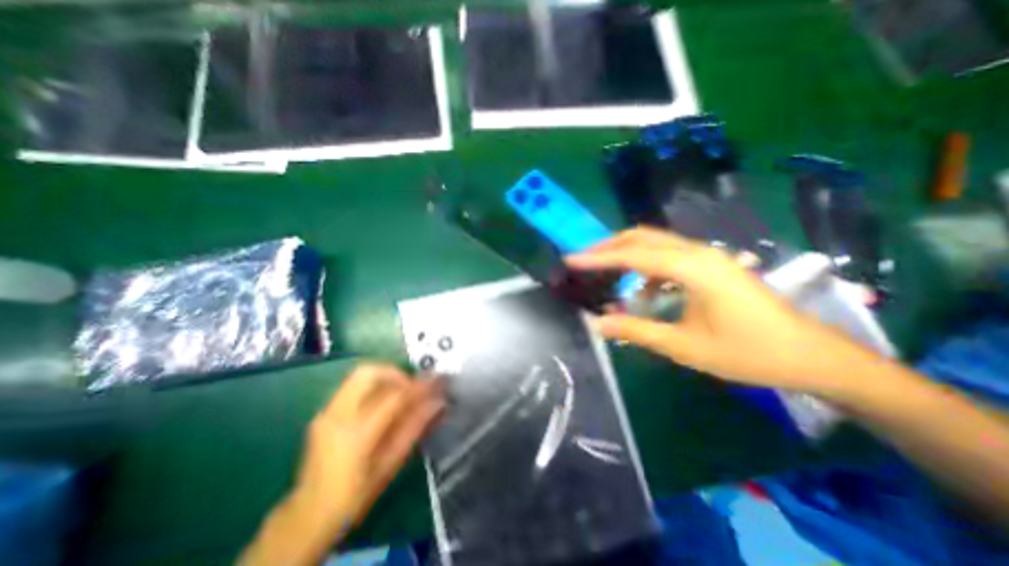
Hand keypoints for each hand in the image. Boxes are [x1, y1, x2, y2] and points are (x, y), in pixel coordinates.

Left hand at [238, 363, 444, 564]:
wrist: (307, 516)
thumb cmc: (354, 497)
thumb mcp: (390, 465)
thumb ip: (414, 428)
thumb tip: (438, 402)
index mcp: (356, 434)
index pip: (394, 396)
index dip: (419, 386)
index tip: (438, 380)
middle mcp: (338, 415)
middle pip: (370, 372)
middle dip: (397, 372)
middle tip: (413, 386)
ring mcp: (327, 411)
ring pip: (360, 374)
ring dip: (386, 376)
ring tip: (402, 392)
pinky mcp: (324, 411)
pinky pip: (354, 385)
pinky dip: (374, 385)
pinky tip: (384, 400)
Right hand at [566, 225, 885, 397]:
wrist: (811, 356)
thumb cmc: (747, 352)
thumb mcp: (684, 346)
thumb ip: (636, 331)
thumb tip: (598, 323)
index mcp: (693, 268)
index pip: (633, 255)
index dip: (598, 258)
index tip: (570, 260)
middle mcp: (698, 253)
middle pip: (643, 237)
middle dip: (609, 247)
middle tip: (584, 262)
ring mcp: (708, 257)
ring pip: (656, 244)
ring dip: (628, 257)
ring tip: (610, 280)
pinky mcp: (712, 266)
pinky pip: (670, 258)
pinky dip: (648, 271)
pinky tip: (647, 295)